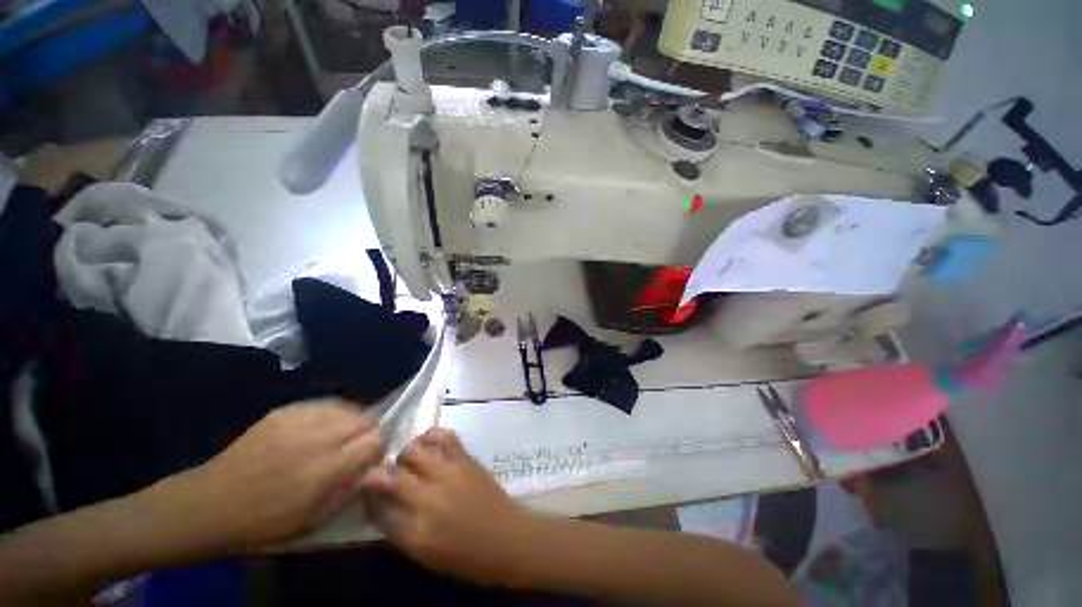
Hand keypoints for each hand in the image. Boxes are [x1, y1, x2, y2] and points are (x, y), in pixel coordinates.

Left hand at [168, 400, 383, 550]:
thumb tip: (380, 469)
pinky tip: (321, 427)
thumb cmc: (266, 521)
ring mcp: (300, 421)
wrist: (212, 503)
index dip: (378, 449)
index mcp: (327, 469)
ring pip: (348, 408)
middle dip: (368, 432)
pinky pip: (324, 404)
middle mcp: (319, 438)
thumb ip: (351, 489)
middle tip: (355, 448)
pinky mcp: (284, 411)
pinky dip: (331, 414)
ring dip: (352, 421)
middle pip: (366, 419)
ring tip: (339, 436)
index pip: (375, 441)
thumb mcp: (314, 519)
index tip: (370, 459)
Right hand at [361, 428, 532, 582]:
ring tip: (407, 458)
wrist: (506, 538)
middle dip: (383, 473)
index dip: (369, 495)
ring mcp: (449, 475)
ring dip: (405, 454)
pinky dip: (432, 435)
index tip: (365, 487)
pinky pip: (445, 438)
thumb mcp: (426, 554)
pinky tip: (427, 440)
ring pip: (416, 453)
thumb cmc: (466, 555)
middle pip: (394, 477)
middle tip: (388, 474)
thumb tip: (381, 505)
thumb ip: (400, 530)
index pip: (379, 508)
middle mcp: (428, 499)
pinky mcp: (466, 460)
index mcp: (415, 533)